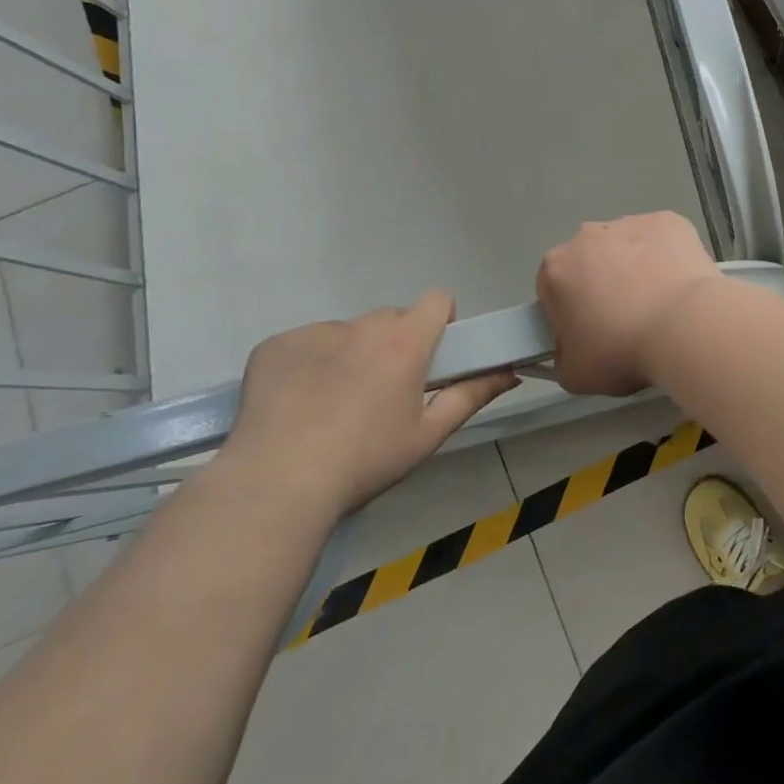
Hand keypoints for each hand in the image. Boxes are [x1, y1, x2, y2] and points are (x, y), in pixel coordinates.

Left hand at [221, 294, 517, 523]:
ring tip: (334, 404)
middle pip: (391, 318)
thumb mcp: (428, 435)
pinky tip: (298, 403)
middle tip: (384, 390)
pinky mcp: (274, 346)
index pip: (437, 299)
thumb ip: (472, 396)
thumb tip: (510, 373)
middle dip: (395, 343)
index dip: (440, 322)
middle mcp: (362, 326)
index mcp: (406, 342)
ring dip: (352, 353)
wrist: (276, 484)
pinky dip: (309, 364)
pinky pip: (305, 343)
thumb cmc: (365, 460)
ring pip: (347, 332)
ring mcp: (314, 332)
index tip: (431, 356)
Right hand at [536, 212, 722, 395]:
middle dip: (602, 286)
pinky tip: (680, 286)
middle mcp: (587, 235)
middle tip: (627, 321)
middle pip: (590, 263)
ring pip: (627, 248)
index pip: (553, 292)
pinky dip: (667, 258)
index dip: (570, 315)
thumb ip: (562, 357)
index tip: (592, 336)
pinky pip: (662, 241)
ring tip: (660, 305)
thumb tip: (571, 349)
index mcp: (556, 268)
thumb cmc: (622, 350)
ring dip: (636, 269)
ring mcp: (631, 223)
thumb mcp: (574, 374)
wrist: (685, 326)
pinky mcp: (669, 221)